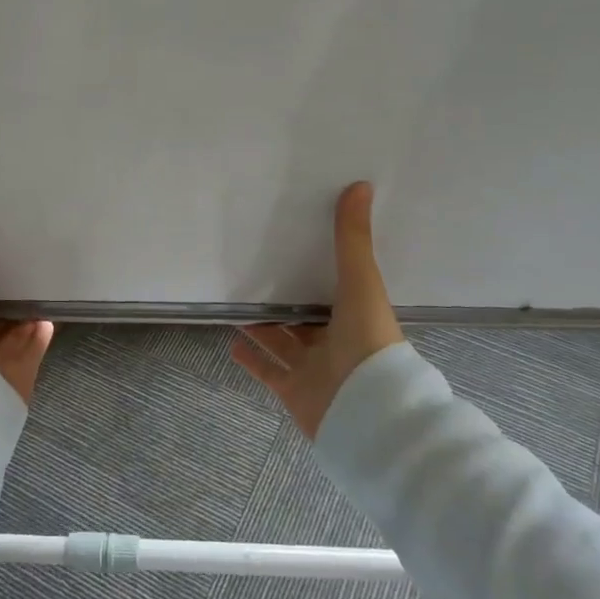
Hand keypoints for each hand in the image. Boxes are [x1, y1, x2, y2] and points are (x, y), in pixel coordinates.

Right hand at [230, 181, 404, 438]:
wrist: (368, 413)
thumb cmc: (369, 343)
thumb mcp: (362, 283)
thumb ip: (354, 239)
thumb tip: (360, 185)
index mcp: (357, 317)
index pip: (335, 290)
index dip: (319, 270)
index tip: (298, 246)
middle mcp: (336, 344)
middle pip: (307, 318)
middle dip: (286, 298)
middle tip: (258, 271)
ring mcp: (314, 370)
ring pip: (283, 342)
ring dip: (263, 325)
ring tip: (237, 301)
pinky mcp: (293, 391)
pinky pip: (267, 370)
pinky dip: (250, 357)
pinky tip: (230, 340)